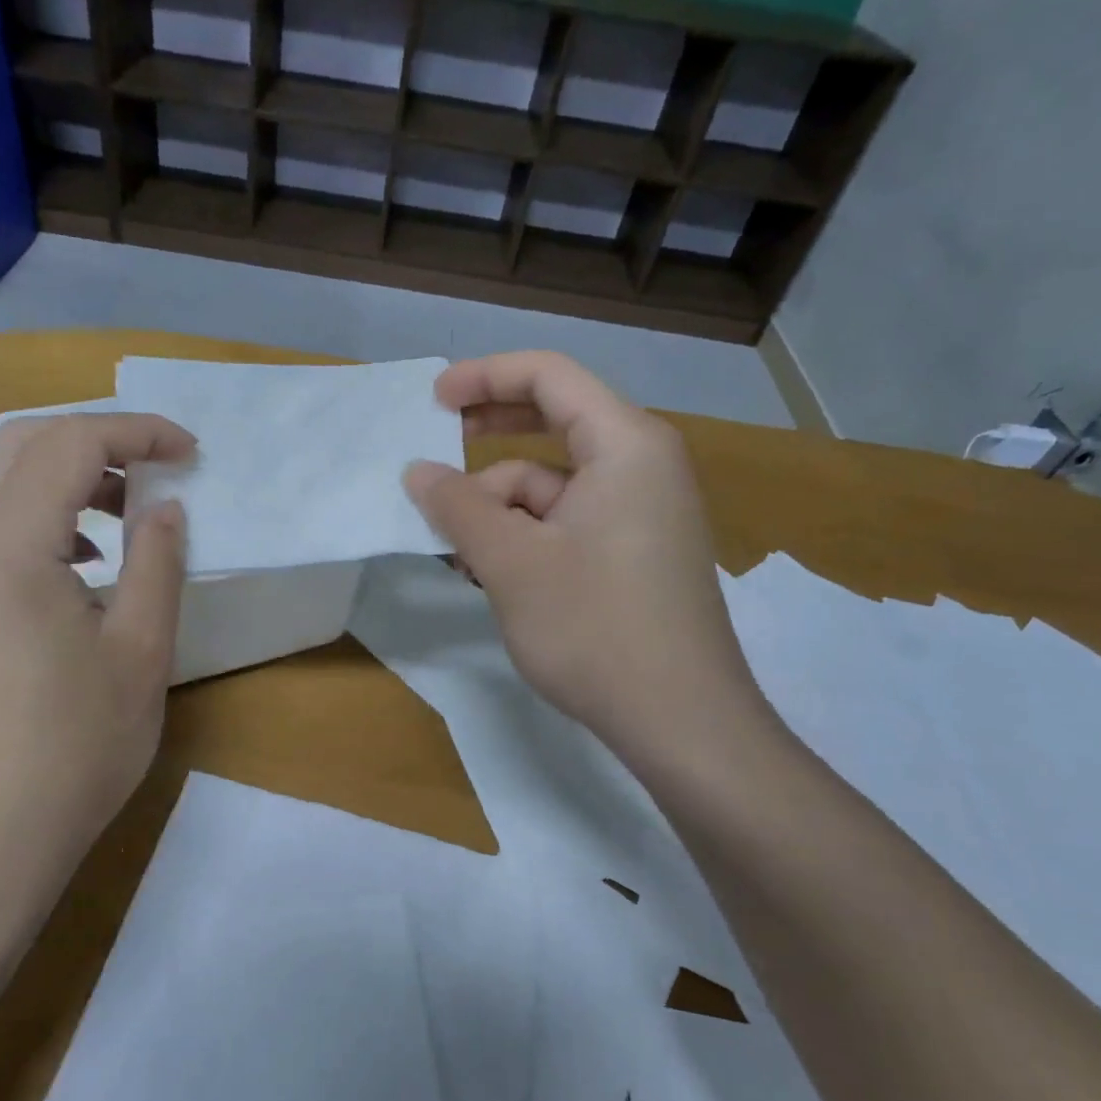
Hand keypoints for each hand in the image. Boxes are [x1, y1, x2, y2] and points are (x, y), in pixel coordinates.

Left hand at [0, 413, 192, 946]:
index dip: (138, 432)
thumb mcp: (139, 653)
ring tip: (125, 512)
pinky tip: (81, 564)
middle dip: (96, 439)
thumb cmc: (71, 750)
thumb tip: (165, 506)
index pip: (71, 442)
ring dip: (64, 476)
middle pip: (21, 442)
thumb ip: (155, 563)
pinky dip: (37, 513)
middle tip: (157, 469)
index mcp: (9, 543)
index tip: (191, 452)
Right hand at [404, 352, 772, 771]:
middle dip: (491, 435)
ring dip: (500, 507)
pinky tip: (490, 573)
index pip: (550, 377)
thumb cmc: (595, 628)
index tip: (432, 401)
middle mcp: (643, 466)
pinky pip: (569, 522)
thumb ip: (458, 507)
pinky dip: (525, 536)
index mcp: (626, 445)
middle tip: (438, 446)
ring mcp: (644, 513)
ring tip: (457, 550)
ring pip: (555, 485)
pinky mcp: (636, 555)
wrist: (682, 723)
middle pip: (556, 423)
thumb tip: (418, 472)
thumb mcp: (511, 562)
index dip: (485, 377)